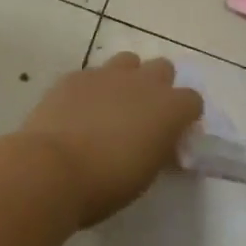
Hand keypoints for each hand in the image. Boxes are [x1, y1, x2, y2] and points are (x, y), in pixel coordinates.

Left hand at [15, 54, 202, 226]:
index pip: (193, 100)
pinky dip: (92, 88)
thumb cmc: (106, 184)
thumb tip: (159, 141)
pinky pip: (93, 74)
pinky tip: (79, 110)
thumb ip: (158, 148)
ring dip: (127, 78)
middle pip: (163, 69)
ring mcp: (108, 74)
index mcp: (169, 109)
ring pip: (128, 61)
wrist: (52, 168)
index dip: (184, 116)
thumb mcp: (146, 173)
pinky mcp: (76, 75)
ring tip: (112, 105)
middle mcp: (143, 82)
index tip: (173, 134)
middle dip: (158, 86)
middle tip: (144, 114)